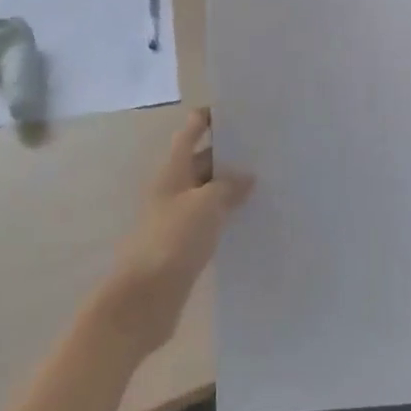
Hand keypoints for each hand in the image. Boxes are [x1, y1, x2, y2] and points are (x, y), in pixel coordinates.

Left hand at [96, 109, 253, 356]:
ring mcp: (177, 219)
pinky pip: (209, 221)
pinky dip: (227, 216)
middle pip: (201, 162)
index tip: (236, 110)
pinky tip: (251, 219)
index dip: (208, 118)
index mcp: (173, 171)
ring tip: (267, 181)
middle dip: (228, 154)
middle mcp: (173, 189)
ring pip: (208, 193)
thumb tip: (246, 177)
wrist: (143, 300)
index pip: (189, 132)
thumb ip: (227, 187)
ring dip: (231, 187)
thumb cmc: (172, 241)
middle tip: (265, 149)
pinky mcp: (184, 247)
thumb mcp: (206, 205)